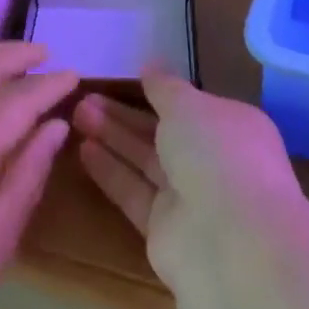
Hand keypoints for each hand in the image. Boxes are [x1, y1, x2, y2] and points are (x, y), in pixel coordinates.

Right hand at [73, 74, 304, 287]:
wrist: (231, 243)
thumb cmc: (217, 155)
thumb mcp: (188, 105)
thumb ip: (165, 87)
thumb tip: (152, 66)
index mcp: (233, 128)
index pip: (192, 106)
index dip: (159, 93)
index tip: (124, 79)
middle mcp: (214, 161)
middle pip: (162, 133)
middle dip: (124, 114)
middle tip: (84, 96)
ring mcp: (190, 198)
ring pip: (145, 160)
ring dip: (112, 136)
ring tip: (75, 113)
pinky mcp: (164, 229)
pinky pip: (133, 191)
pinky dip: (110, 171)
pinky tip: (82, 148)